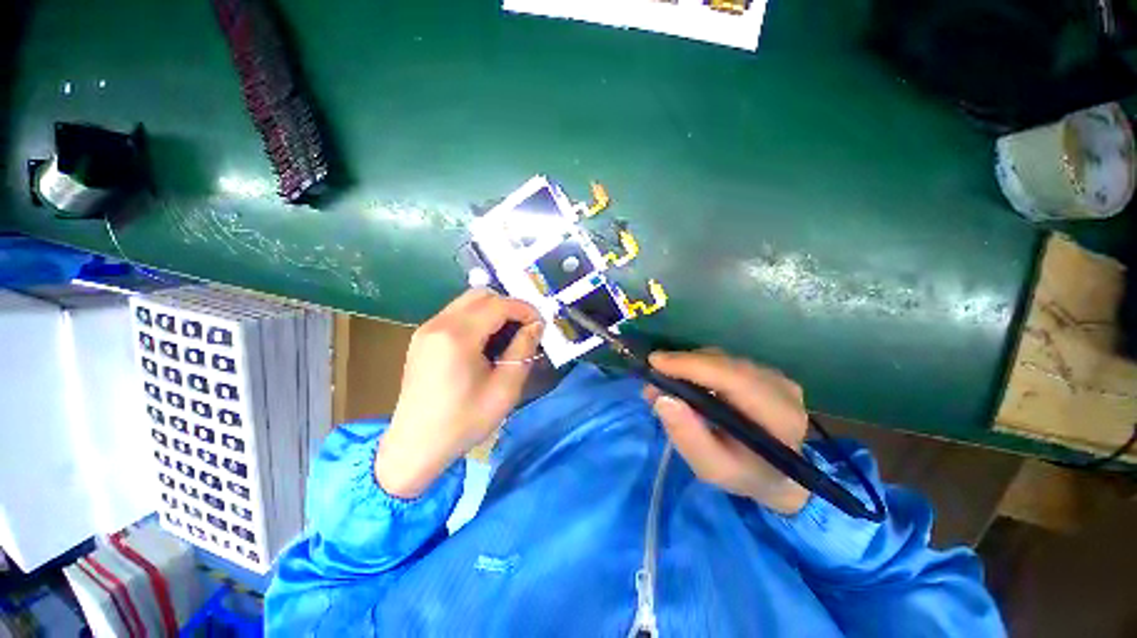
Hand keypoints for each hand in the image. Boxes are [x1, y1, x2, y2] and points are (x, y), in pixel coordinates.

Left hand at [375, 289, 543, 498]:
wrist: (416, 446)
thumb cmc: (464, 421)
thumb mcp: (505, 388)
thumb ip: (523, 349)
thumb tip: (536, 325)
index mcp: (457, 336)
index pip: (499, 304)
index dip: (525, 309)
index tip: (540, 324)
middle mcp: (438, 323)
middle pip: (481, 294)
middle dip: (509, 306)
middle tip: (525, 328)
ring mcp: (427, 328)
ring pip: (468, 301)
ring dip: (493, 311)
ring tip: (508, 335)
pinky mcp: (422, 337)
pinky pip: (456, 314)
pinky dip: (477, 318)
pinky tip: (486, 342)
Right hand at [644, 349, 810, 514]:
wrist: (779, 474)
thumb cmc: (744, 474)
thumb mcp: (712, 469)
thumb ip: (688, 437)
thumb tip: (663, 398)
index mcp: (778, 417)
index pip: (733, 378)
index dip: (691, 366)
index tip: (655, 362)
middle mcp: (782, 388)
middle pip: (724, 363)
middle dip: (682, 365)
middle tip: (652, 378)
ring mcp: (777, 377)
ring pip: (722, 359)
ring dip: (689, 366)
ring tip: (665, 382)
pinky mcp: (767, 372)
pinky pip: (726, 362)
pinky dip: (700, 367)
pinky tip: (687, 382)